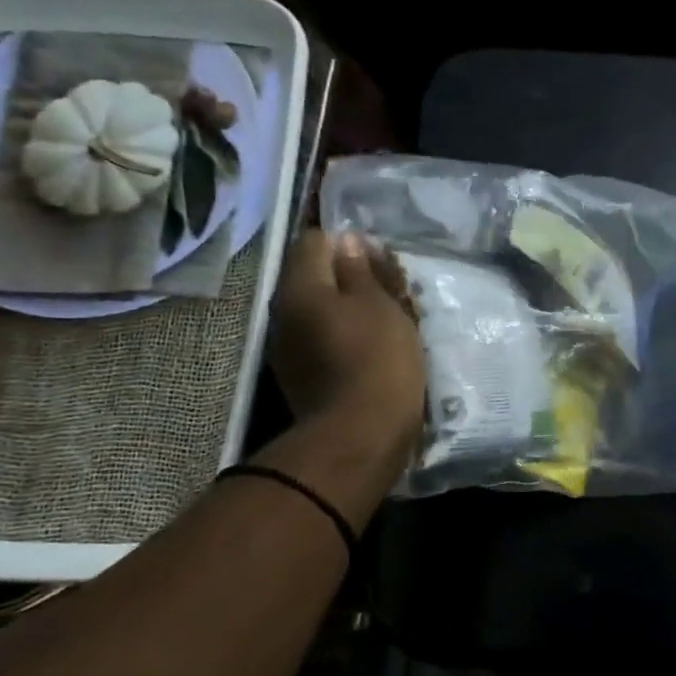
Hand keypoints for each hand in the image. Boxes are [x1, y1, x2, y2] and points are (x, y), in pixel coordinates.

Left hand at [266, 231, 425, 475]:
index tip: (379, 257)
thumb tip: (347, 241)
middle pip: (315, 277)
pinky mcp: (301, 376)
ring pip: (320, 310)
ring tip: (387, 321)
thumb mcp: (380, 305)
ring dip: (349, 309)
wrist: (360, 436)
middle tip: (391, 290)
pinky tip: (372, 351)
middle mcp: (284, 311)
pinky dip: (345, 338)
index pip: (314, 240)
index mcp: (300, 286)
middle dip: (350, 278)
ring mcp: (288, 347)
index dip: (347, 241)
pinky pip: (322, 340)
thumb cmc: (376, 360)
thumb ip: (362, 269)